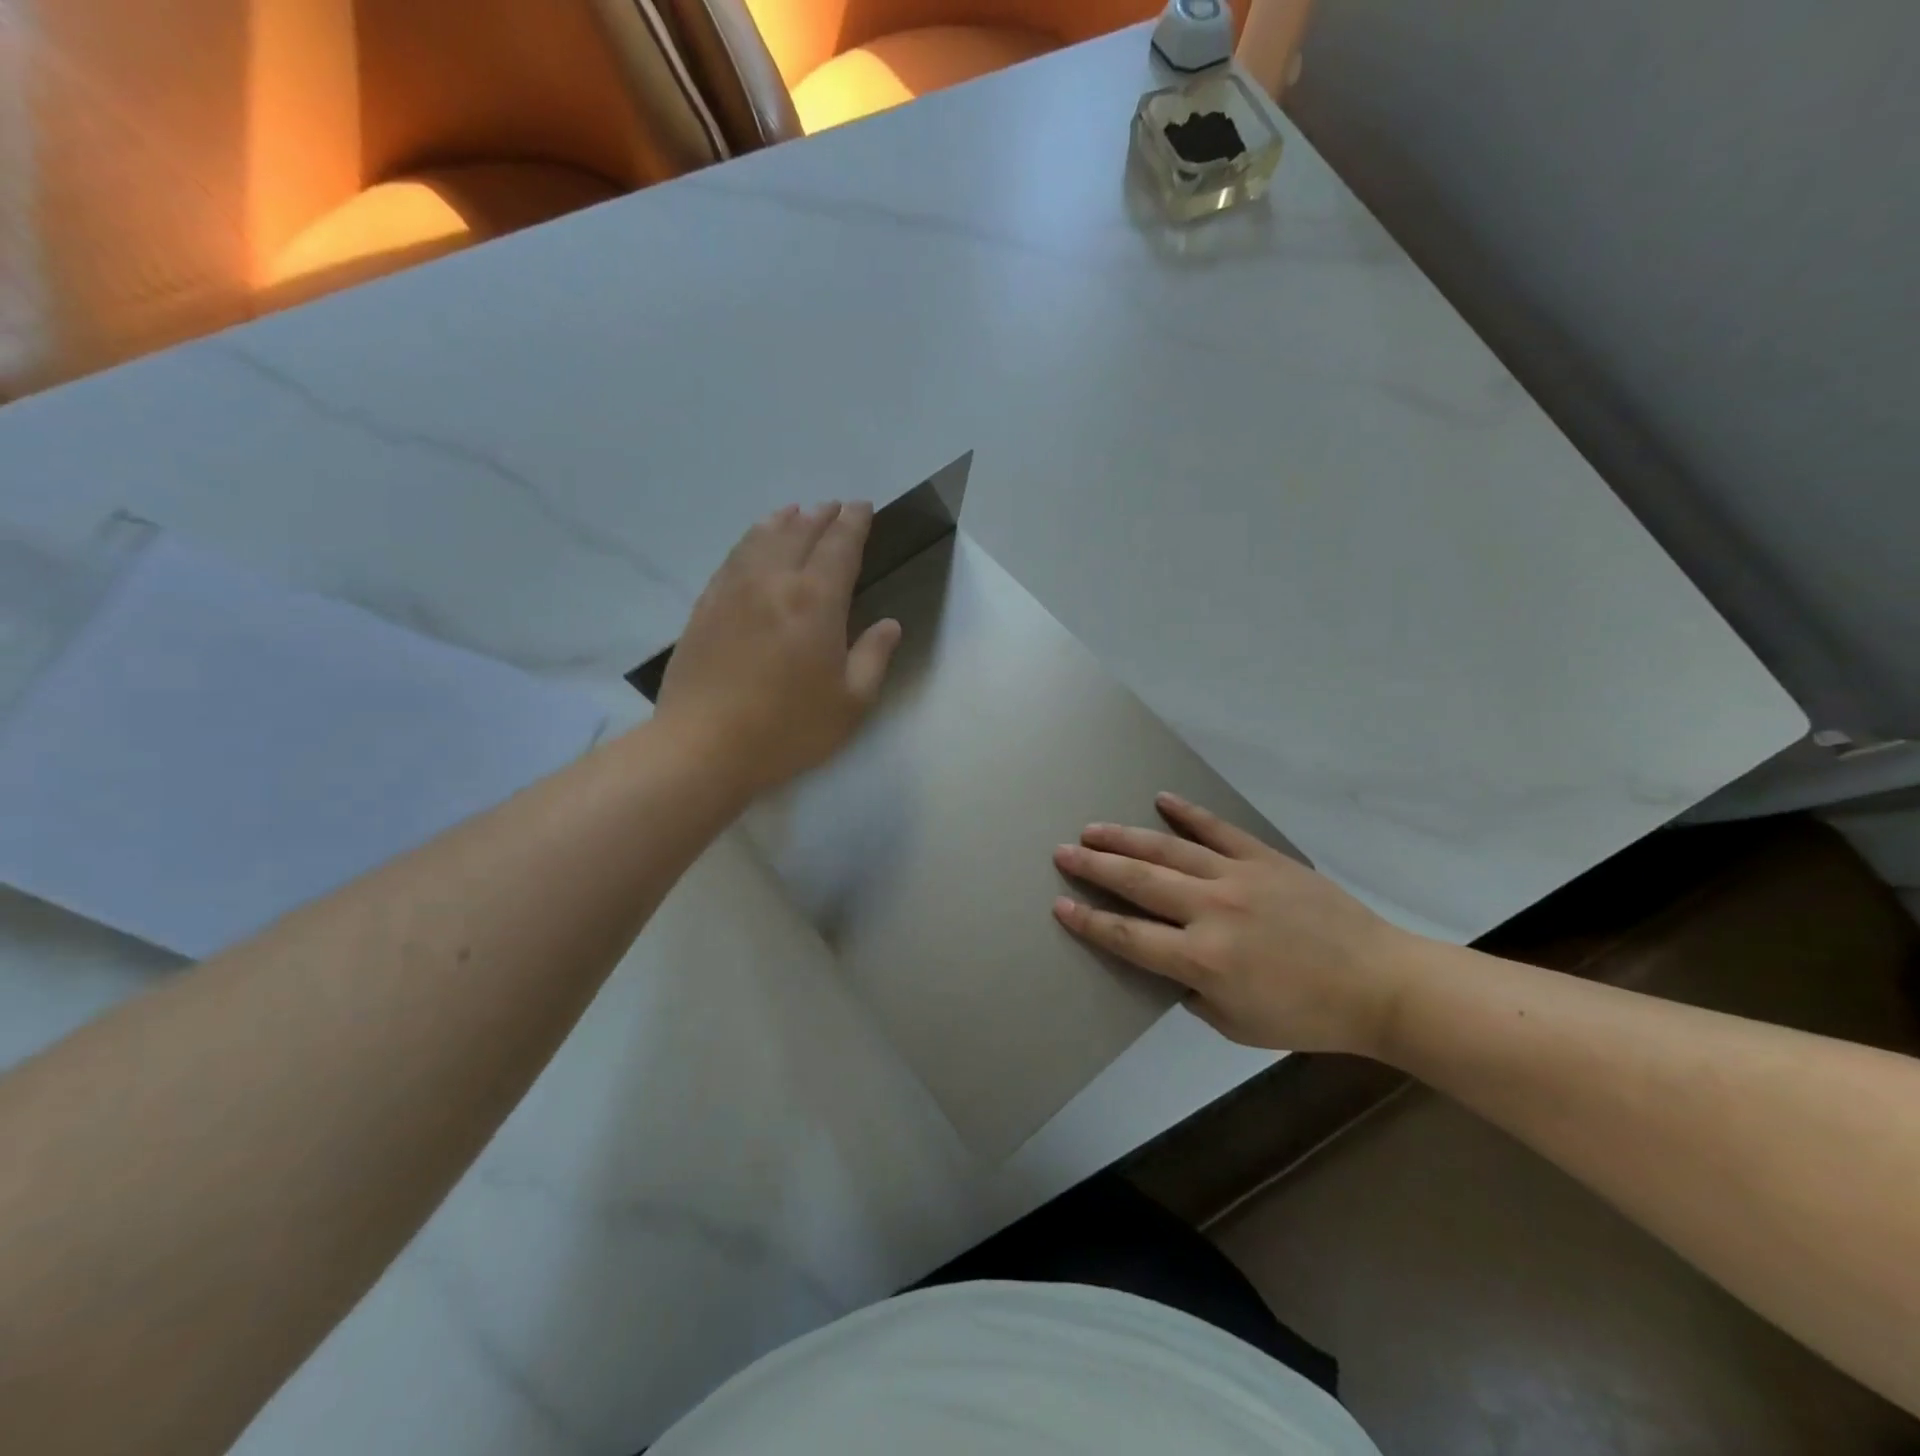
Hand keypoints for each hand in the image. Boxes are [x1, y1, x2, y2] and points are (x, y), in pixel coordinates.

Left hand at [657, 502, 900, 797]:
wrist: (704, 747)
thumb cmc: (788, 729)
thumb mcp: (851, 703)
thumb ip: (874, 657)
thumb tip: (889, 624)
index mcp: (815, 601)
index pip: (839, 546)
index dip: (854, 523)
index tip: (863, 507)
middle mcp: (773, 582)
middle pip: (800, 533)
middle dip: (822, 516)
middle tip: (836, 507)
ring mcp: (733, 590)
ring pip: (761, 538)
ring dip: (784, 521)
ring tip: (797, 512)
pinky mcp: (705, 606)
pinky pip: (733, 557)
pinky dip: (751, 539)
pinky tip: (755, 543)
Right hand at [1052, 793, 1421, 1054]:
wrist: (1378, 983)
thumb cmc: (1306, 1015)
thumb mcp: (1237, 1024)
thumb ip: (1193, 993)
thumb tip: (1170, 963)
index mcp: (1202, 960)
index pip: (1129, 937)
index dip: (1090, 923)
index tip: (1061, 905)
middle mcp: (1211, 911)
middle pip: (1138, 882)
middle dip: (1094, 866)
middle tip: (1063, 851)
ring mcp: (1237, 878)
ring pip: (1168, 851)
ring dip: (1125, 838)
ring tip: (1093, 828)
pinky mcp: (1264, 858)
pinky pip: (1217, 830)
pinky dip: (1187, 814)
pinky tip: (1161, 799)